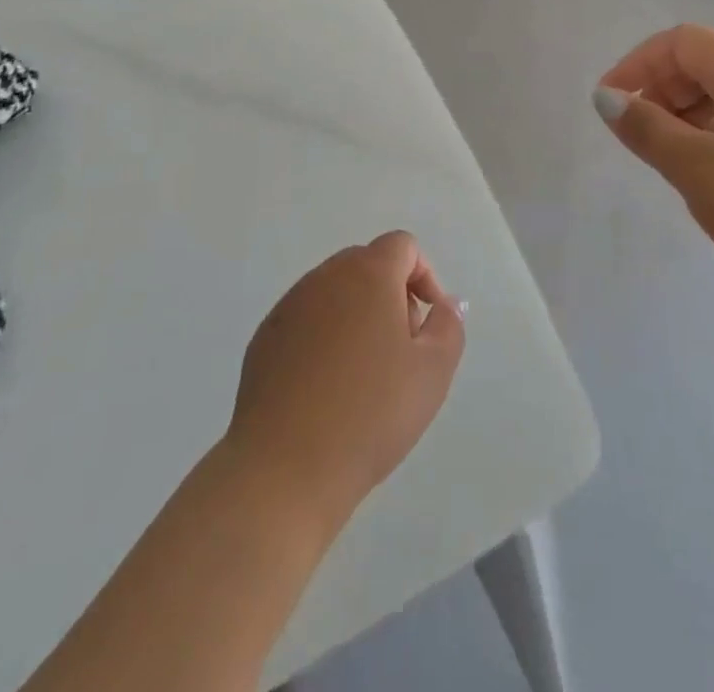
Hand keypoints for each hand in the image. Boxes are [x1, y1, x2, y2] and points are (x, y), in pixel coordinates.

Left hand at [226, 232, 465, 527]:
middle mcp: (325, 277)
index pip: (402, 246)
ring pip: (335, 292)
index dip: (424, 277)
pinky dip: (325, 336)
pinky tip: (328, 388)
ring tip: (366, 374)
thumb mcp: (432, 372)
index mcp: (368, 274)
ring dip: (358, 315)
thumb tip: (445, 302)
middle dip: (392, 295)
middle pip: (367, 264)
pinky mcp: (265, 336)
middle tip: (402, 349)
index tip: (428, 323)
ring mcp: (290, 305)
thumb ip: (448, 326)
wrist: (284, 467)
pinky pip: (306, 319)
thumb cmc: (370, 414)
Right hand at [596, 25, 713, 313]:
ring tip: (674, 163)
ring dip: (688, 117)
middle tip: (641, 137)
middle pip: (707, 64)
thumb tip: (607, 98)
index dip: (638, 63)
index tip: (611, 104)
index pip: (683, 41)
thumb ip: (646, 129)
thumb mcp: (696, 169)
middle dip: (662, 90)